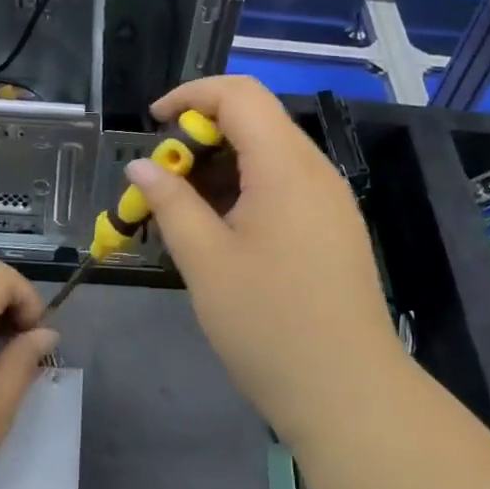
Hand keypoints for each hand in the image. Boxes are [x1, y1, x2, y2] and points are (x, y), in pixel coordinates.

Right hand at [128, 76, 400, 442]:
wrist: (349, 394)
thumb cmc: (269, 324)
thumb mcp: (205, 261)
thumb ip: (170, 202)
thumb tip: (141, 165)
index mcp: (286, 166)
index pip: (239, 94)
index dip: (190, 95)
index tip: (152, 124)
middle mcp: (315, 171)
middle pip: (256, 120)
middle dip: (201, 136)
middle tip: (164, 181)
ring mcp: (330, 200)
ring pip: (269, 154)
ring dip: (221, 166)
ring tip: (185, 210)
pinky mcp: (334, 228)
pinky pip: (285, 185)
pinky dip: (245, 190)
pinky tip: (222, 232)